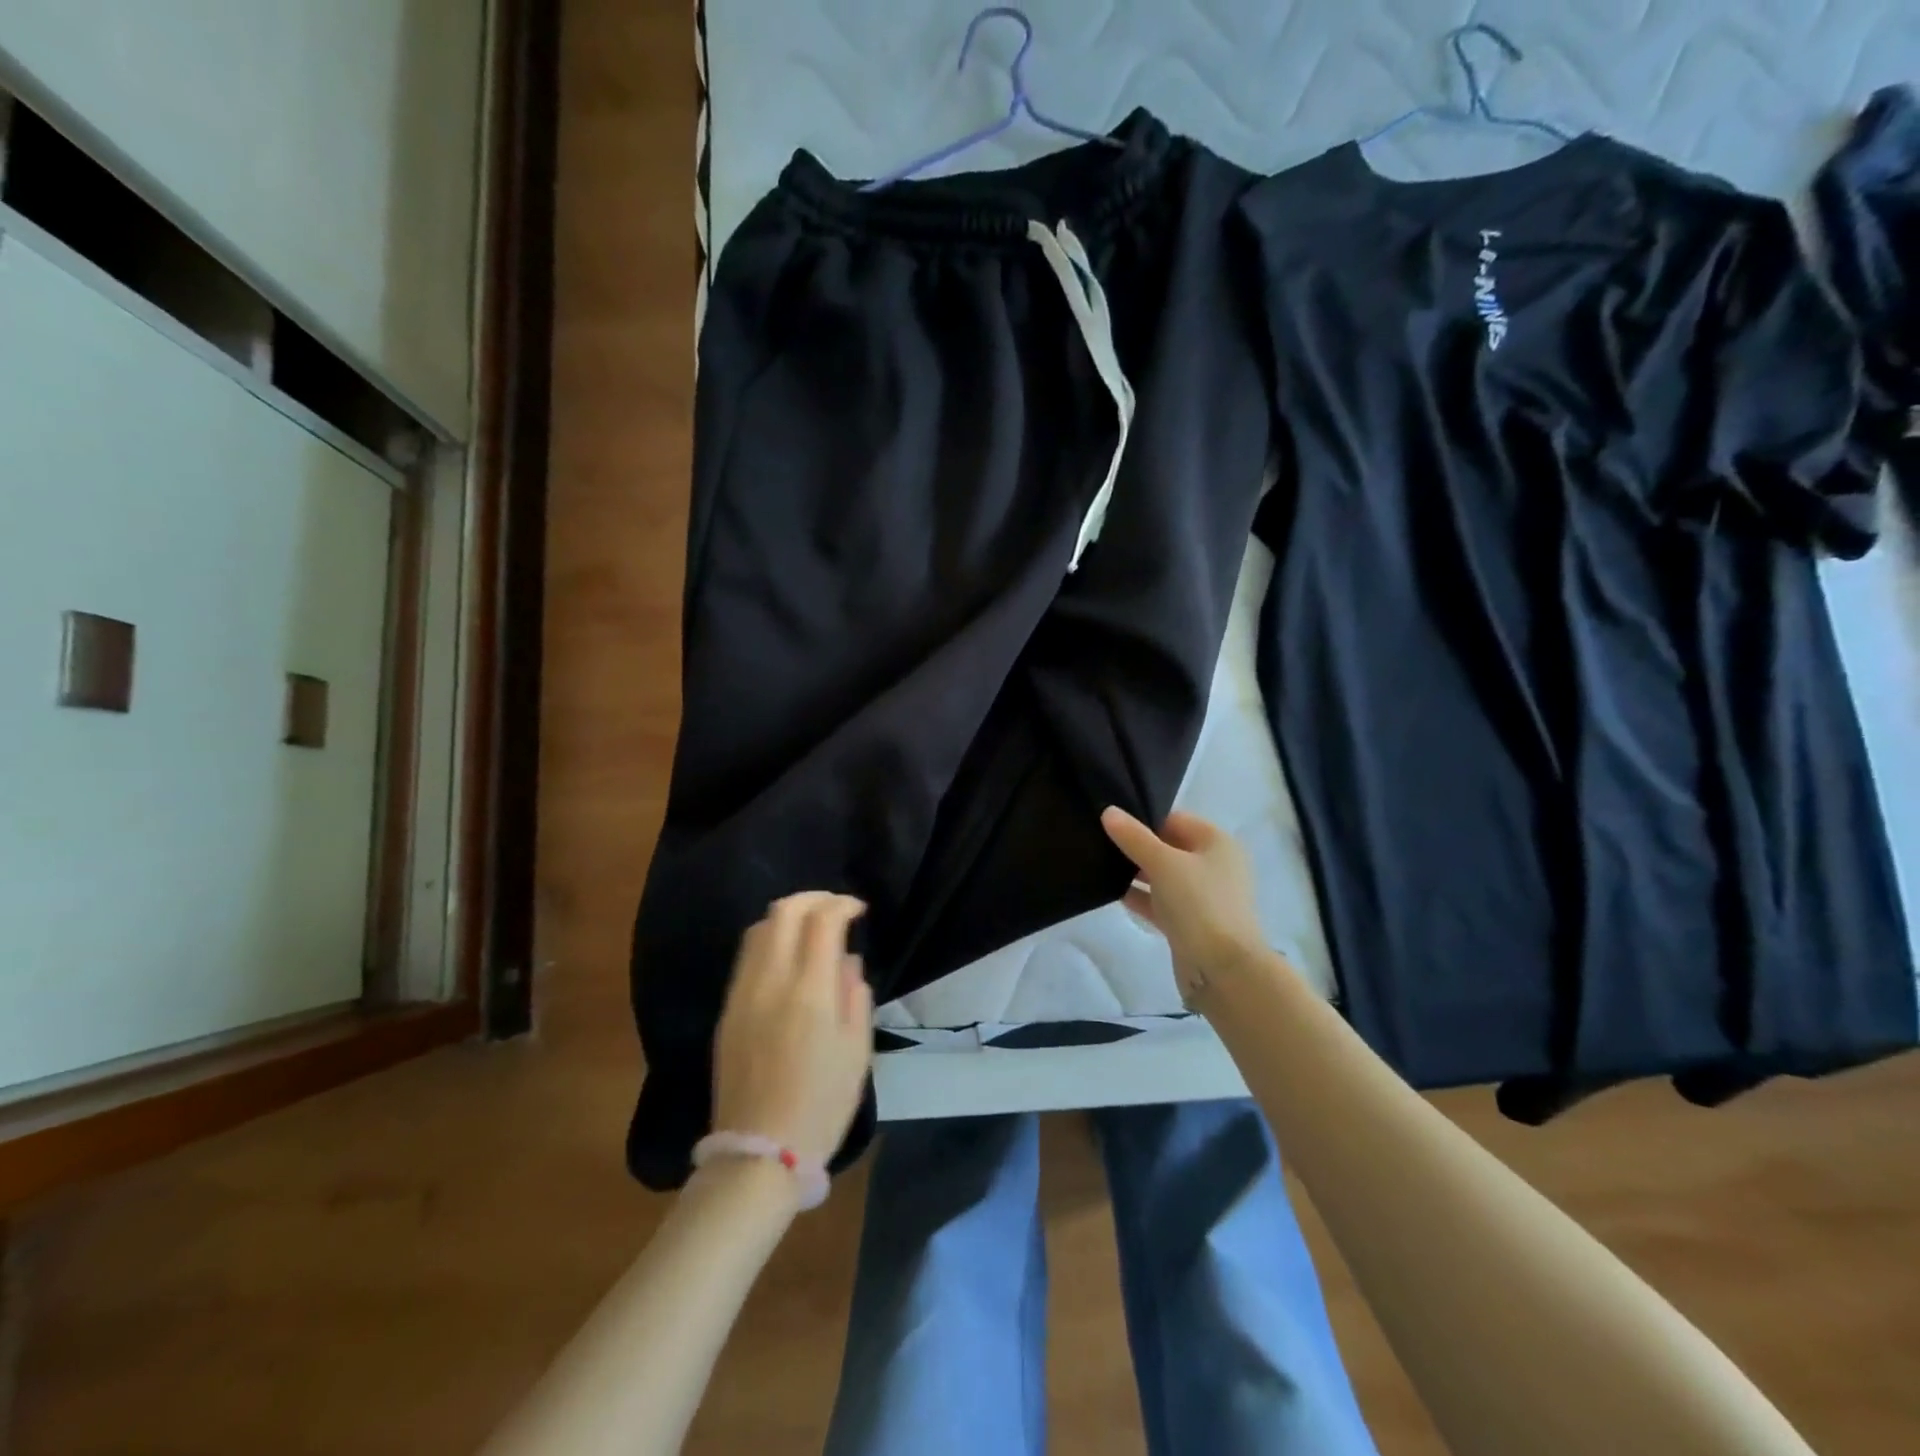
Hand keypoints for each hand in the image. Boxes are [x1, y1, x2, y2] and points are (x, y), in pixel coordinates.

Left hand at [713, 893, 873, 1169]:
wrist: (760, 1151)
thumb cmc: (822, 1103)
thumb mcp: (857, 1050)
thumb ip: (855, 995)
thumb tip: (847, 961)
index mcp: (809, 991)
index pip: (822, 920)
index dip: (842, 904)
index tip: (858, 909)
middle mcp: (770, 981)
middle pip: (783, 911)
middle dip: (813, 898)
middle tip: (835, 908)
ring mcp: (742, 993)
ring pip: (759, 929)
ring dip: (787, 915)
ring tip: (810, 927)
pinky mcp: (727, 1010)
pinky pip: (746, 956)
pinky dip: (769, 939)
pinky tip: (786, 956)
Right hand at [1102, 808, 1268, 1004]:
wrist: (1223, 970)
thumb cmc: (1199, 904)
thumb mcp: (1163, 863)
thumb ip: (1134, 837)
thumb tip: (1109, 811)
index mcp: (1217, 843)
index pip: (1175, 819)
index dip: (1145, 819)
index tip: (1112, 823)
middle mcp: (1214, 866)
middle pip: (1169, 847)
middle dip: (1137, 846)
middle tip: (1099, 841)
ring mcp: (1203, 897)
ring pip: (1163, 876)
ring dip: (1136, 872)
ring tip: (1099, 864)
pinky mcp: (1190, 923)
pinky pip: (1160, 901)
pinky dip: (1140, 896)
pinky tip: (1112, 892)